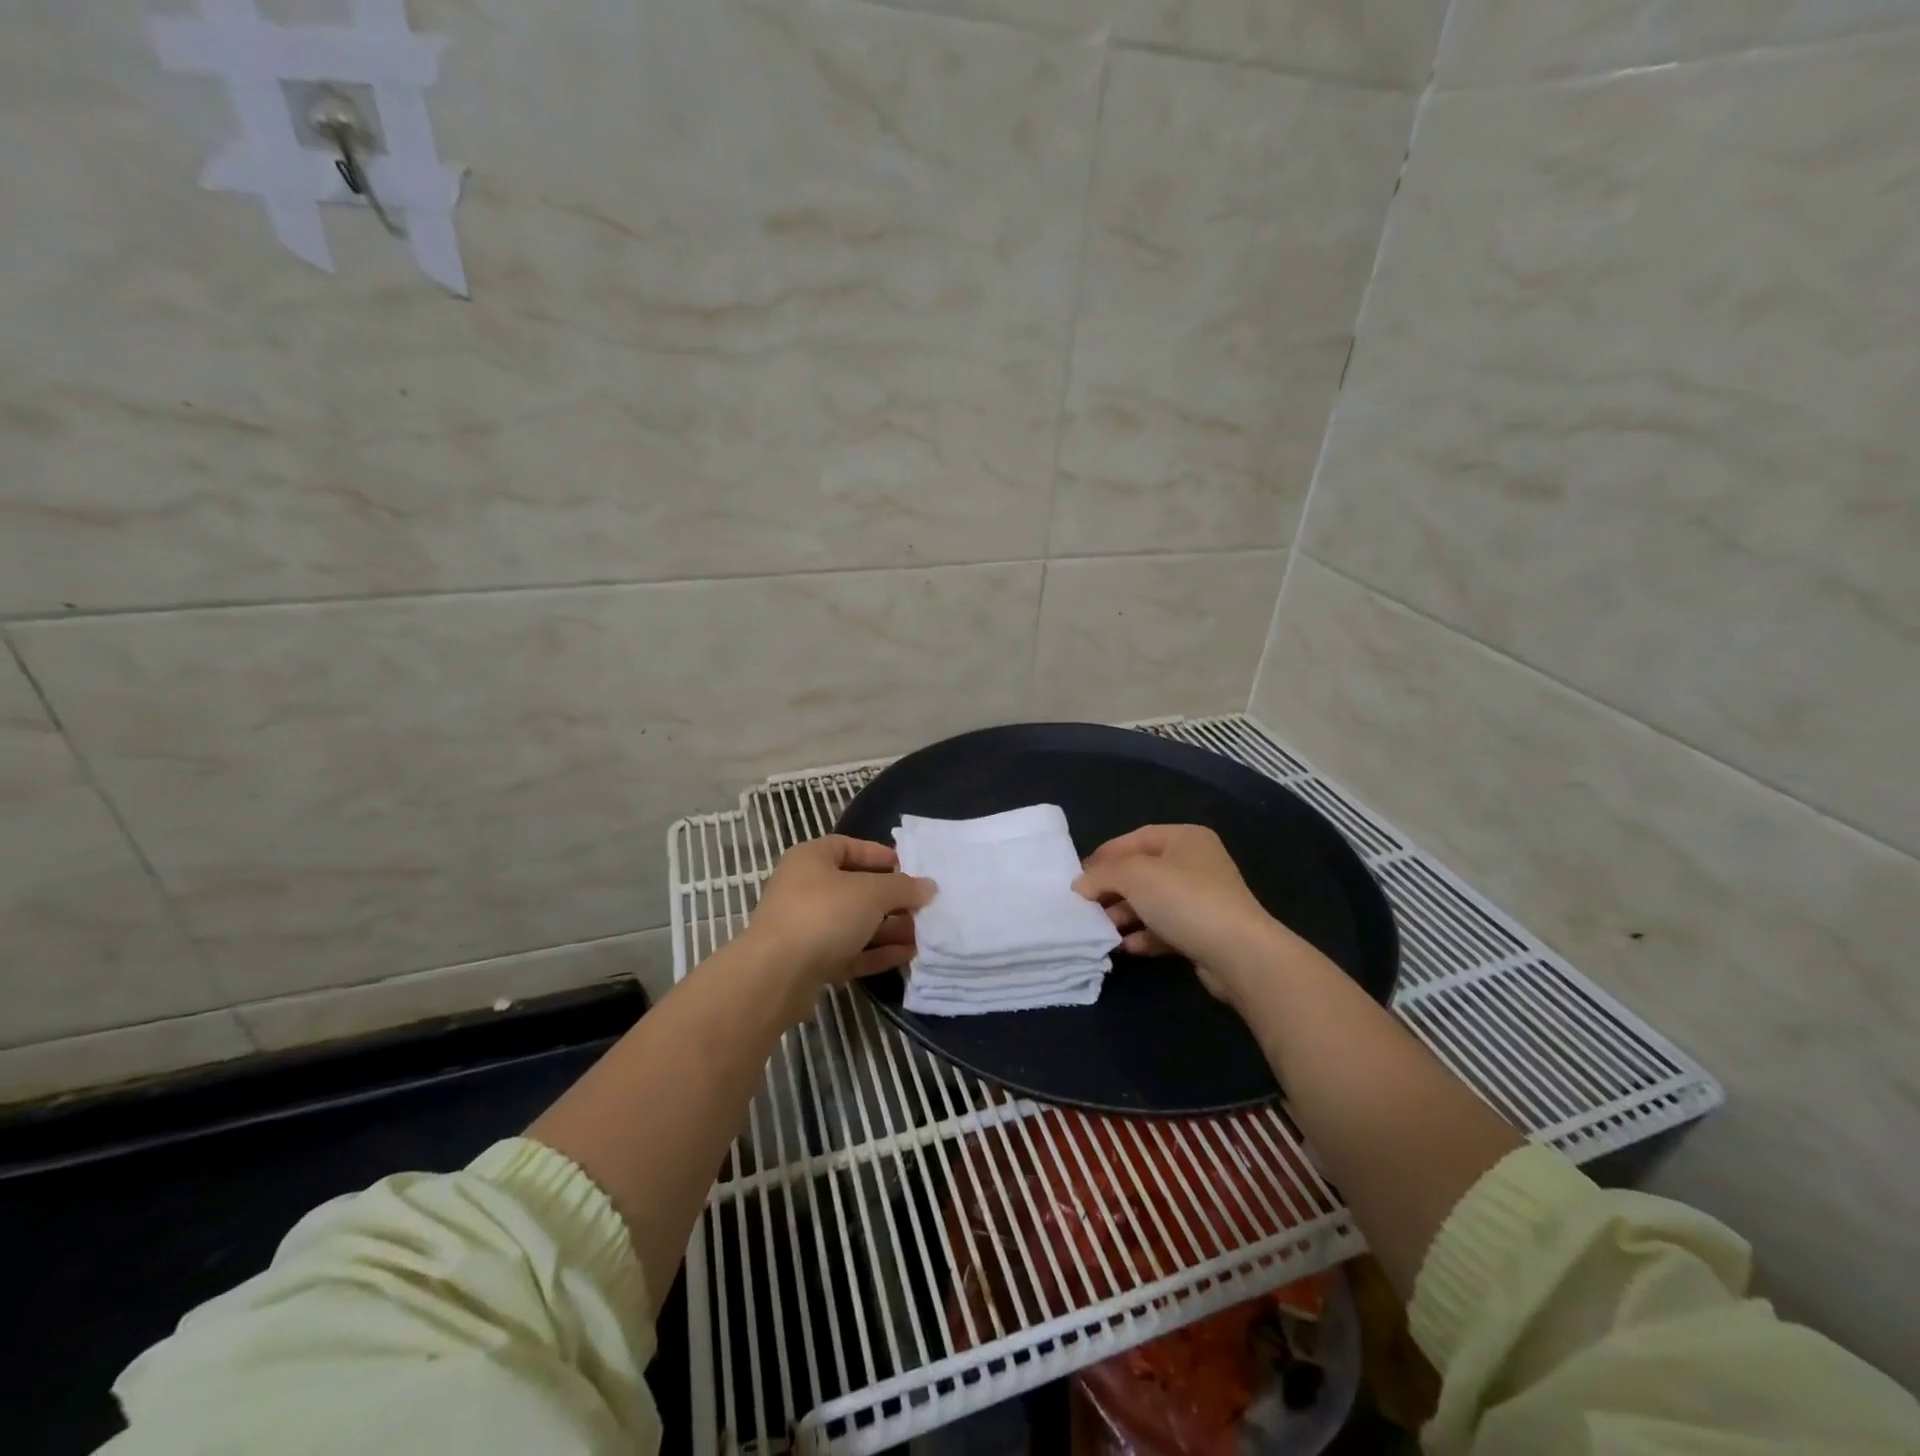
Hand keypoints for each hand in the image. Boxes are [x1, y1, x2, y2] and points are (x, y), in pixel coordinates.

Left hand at [743, 835, 936, 993]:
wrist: (776, 975)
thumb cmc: (824, 914)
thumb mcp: (871, 893)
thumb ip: (903, 887)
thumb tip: (928, 886)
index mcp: (812, 859)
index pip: (848, 846)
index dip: (879, 855)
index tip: (908, 868)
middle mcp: (806, 888)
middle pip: (856, 888)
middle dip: (892, 899)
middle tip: (923, 907)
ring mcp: (807, 927)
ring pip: (855, 923)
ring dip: (889, 928)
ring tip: (923, 934)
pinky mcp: (811, 962)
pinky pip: (850, 951)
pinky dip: (877, 952)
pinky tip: (907, 955)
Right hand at [1072, 824, 1286, 1006]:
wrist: (1239, 954)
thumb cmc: (1185, 899)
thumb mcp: (1134, 876)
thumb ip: (1102, 875)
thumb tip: (1080, 885)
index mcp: (1186, 838)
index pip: (1136, 838)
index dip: (1106, 854)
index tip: (1080, 875)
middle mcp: (1197, 864)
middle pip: (1143, 872)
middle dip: (1113, 889)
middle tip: (1086, 906)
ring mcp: (1203, 900)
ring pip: (1153, 903)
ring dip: (1125, 915)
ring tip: (1102, 930)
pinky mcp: (1204, 932)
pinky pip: (1166, 928)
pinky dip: (1144, 936)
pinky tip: (1127, 947)